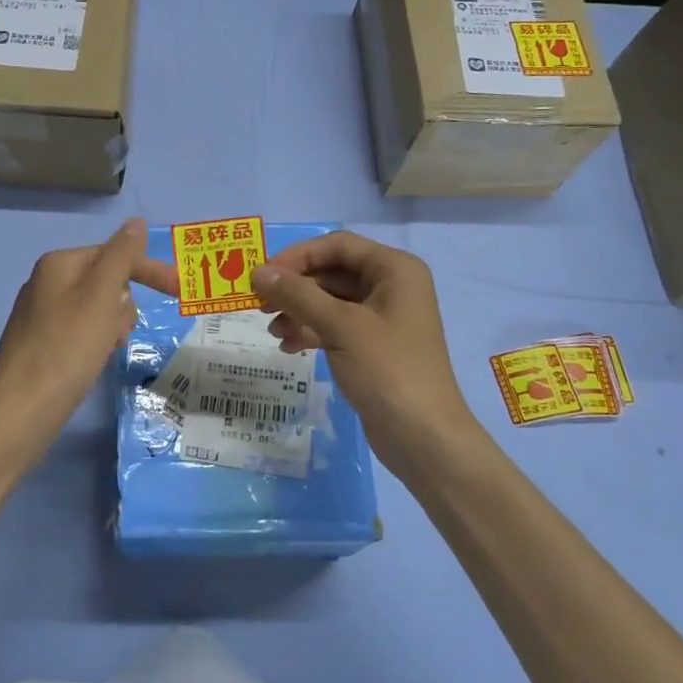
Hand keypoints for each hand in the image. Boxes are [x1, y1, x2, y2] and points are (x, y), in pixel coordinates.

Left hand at [0, 219, 178, 457]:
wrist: (22, 409)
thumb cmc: (67, 348)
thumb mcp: (101, 296)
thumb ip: (121, 256)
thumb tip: (135, 222)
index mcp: (58, 264)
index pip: (115, 254)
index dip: (149, 271)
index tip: (180, 291)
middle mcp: (44, 283)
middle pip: (106, 282)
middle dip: (124, 305)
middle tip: (121, 333)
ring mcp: (39, 315)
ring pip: (95, 309)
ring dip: (112, 325)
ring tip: (107, 349)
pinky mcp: (39, 345)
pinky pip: (80, 332)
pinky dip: (95, 342)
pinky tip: (92, 362)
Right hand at [251, 232, 480, 471]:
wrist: (424, 437)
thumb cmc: (387, 370)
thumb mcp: (339, 326)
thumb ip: (297, 294)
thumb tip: (258, 272)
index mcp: (395, 270)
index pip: (337, 245)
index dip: (298, 256)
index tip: (264, 275)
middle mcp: (392, 286)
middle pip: (332, 272)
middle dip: (295, 287)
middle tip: (260, 304)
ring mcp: (383, 318)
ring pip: (330, 300)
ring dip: (298, 311)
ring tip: (273, 331)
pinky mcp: (374, 346)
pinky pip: (335, 325)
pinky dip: (311, 331)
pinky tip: (289, 347)